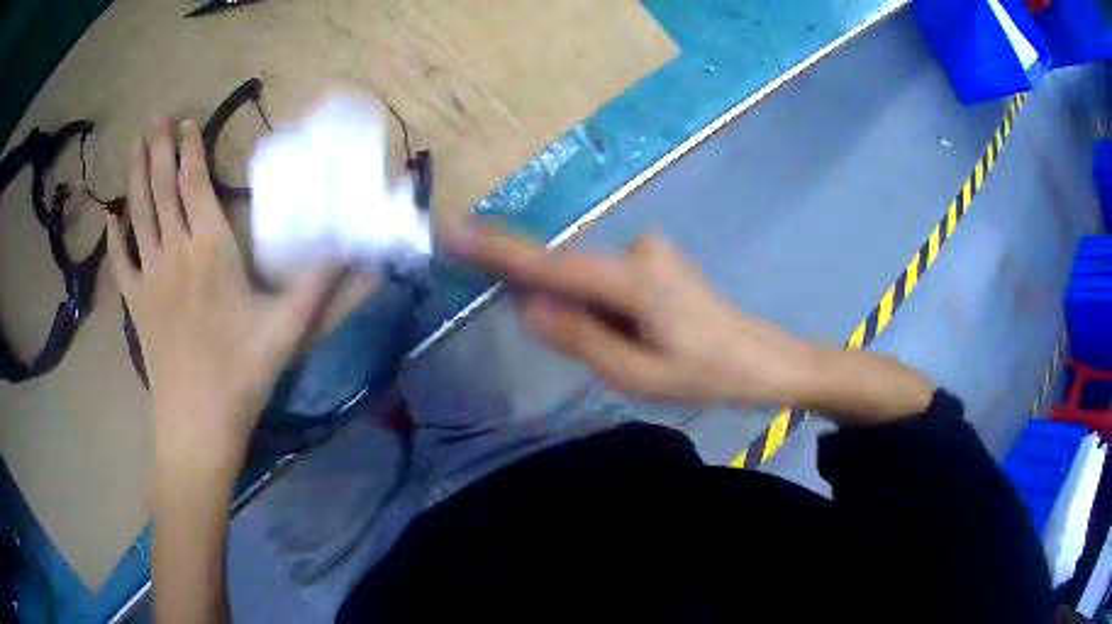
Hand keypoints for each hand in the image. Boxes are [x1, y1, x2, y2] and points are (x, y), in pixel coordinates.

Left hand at [106, 119, 343, 467]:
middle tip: (153, 118)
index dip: (189, 149)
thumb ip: (317, 285)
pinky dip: (113, 236)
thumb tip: (354, 251)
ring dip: (136, 176)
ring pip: (139, 214)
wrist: (197, 423)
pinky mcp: (135, 305)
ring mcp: (149, 278)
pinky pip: (120, 262)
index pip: (195, 184)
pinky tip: (110, 216)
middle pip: (162, 189)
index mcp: (210, 250)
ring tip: (135, 145)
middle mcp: (174, 252)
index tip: (186, 121)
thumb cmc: (240, 374)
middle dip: (158, 149)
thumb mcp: (286, 330)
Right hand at [444, 228, 820, 406]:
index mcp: (633, 279)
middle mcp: (638, 251)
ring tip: (634, 353)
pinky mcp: (657, 261)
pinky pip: (608, 281)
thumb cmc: (710, 375)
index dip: (496, 249)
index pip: (549, 262)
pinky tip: (638, 337)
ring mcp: (651, 252)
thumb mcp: (638, 375)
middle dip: (555, 306)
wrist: (767, 361)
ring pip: (590, 282)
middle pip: (569, 273)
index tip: (451, 231)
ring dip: (587, 314)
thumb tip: (529, 307)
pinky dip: (603, 307)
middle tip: (600, 352)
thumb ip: (581, 338)